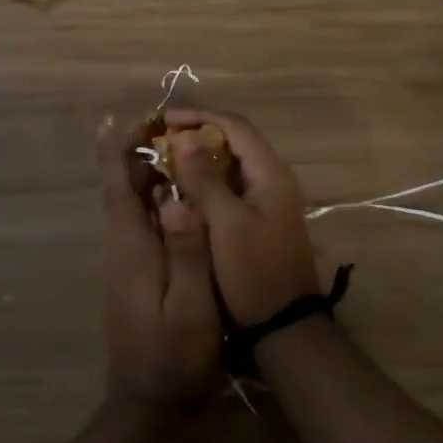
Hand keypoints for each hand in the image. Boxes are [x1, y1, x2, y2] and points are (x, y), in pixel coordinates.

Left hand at [97, 115, 223, 409]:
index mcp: (133, 249)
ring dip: (141, 172)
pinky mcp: (134, 275)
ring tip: (168, 144)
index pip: (117, 189)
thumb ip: (187, 254)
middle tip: (157, 119)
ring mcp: (126, 263)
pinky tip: (174, 193)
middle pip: (121, 190)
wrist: (149, 402)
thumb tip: (178, 199)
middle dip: (132, 153)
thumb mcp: (191, 308)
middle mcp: (122, 248)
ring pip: (130, 206)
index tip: (116, 118)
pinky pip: (139, 223)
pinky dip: (151, 199)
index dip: (115, 152)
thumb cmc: (175, 356)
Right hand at [162, 109, 320, 325]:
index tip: (163, 119)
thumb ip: (204, 179)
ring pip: (230, 166)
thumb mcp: (225, 224)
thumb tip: (183, 137)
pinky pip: (229, 188)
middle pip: (234, 142)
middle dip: (196, 134)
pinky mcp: (258, 221)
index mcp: (270, 174)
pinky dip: (205, 182)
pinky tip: (180, 190)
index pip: (235, 126)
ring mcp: (267, 202)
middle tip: (160, 138)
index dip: (200, 116)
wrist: (282, 326)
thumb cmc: (253, 272)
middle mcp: (272, 180)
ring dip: (199, 158)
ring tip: (164, 159)